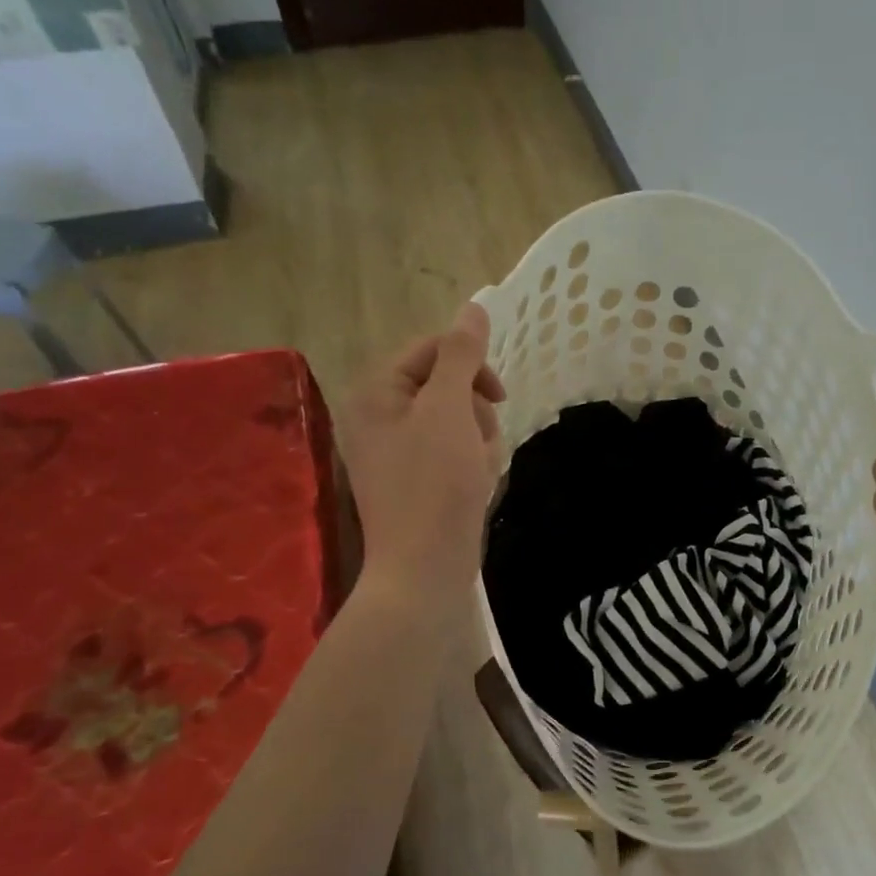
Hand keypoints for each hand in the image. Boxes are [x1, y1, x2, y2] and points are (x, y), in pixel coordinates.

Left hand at [338, 302, 505, 608]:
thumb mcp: (450, 409)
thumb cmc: (435, 483)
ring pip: (457, 420)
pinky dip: (472, 463)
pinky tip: (476, 487)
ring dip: (479, 440)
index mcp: (376, 393)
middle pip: (446, 386)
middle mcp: (380, 417)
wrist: (426, 567)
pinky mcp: (416, 480)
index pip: (431, 350)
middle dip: (475, 412)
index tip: (498, 395)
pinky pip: (454, 451)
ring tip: (478, 471)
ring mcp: (397, 452)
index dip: (470, 365)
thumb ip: (460, 355)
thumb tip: (472, 307)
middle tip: (477, 444)